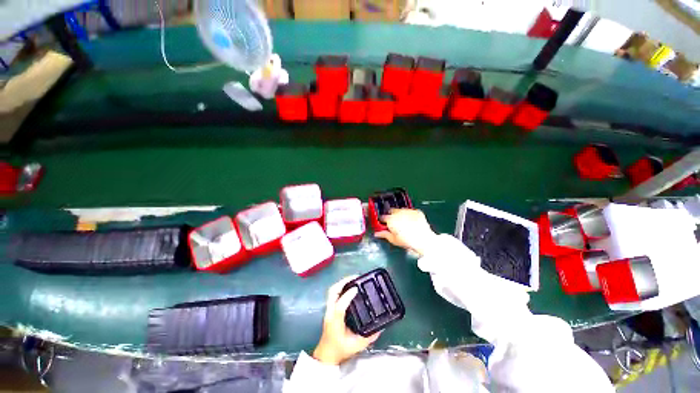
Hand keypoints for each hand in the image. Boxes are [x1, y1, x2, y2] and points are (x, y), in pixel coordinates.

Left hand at [312, 276, 380, 364]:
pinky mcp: (330, 308)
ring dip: (342, 282)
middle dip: (343, 282)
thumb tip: (380, 328)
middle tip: (355, 277)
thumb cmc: (340, 350)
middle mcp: (330, 312)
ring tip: (353, 279)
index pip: (340, 306)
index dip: (347, 295)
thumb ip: (369, 338)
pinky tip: (348, 286)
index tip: (356, 288)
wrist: (326, 355)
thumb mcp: (357, 346)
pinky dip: (341, 286)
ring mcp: (328, 309)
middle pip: (332, 292)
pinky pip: (333, 293)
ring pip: (332, 290)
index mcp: (336, 322)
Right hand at [374, 209, 436, 256]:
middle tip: (394, 223)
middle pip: (392, 211)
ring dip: (401, 214)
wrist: (423, 239)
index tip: (383, 223)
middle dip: (391, 215)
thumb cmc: (406, 241)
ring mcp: (408, 211)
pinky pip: (411, 212)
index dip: (382, 220)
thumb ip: (384, 234)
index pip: (382, 217)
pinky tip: (412, 221)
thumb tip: (377, 233)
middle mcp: (398, 212)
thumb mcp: (393, 239)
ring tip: (404, 222)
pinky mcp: (417, 211)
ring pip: (401, 210)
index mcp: (390, 219)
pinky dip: (410, 215)